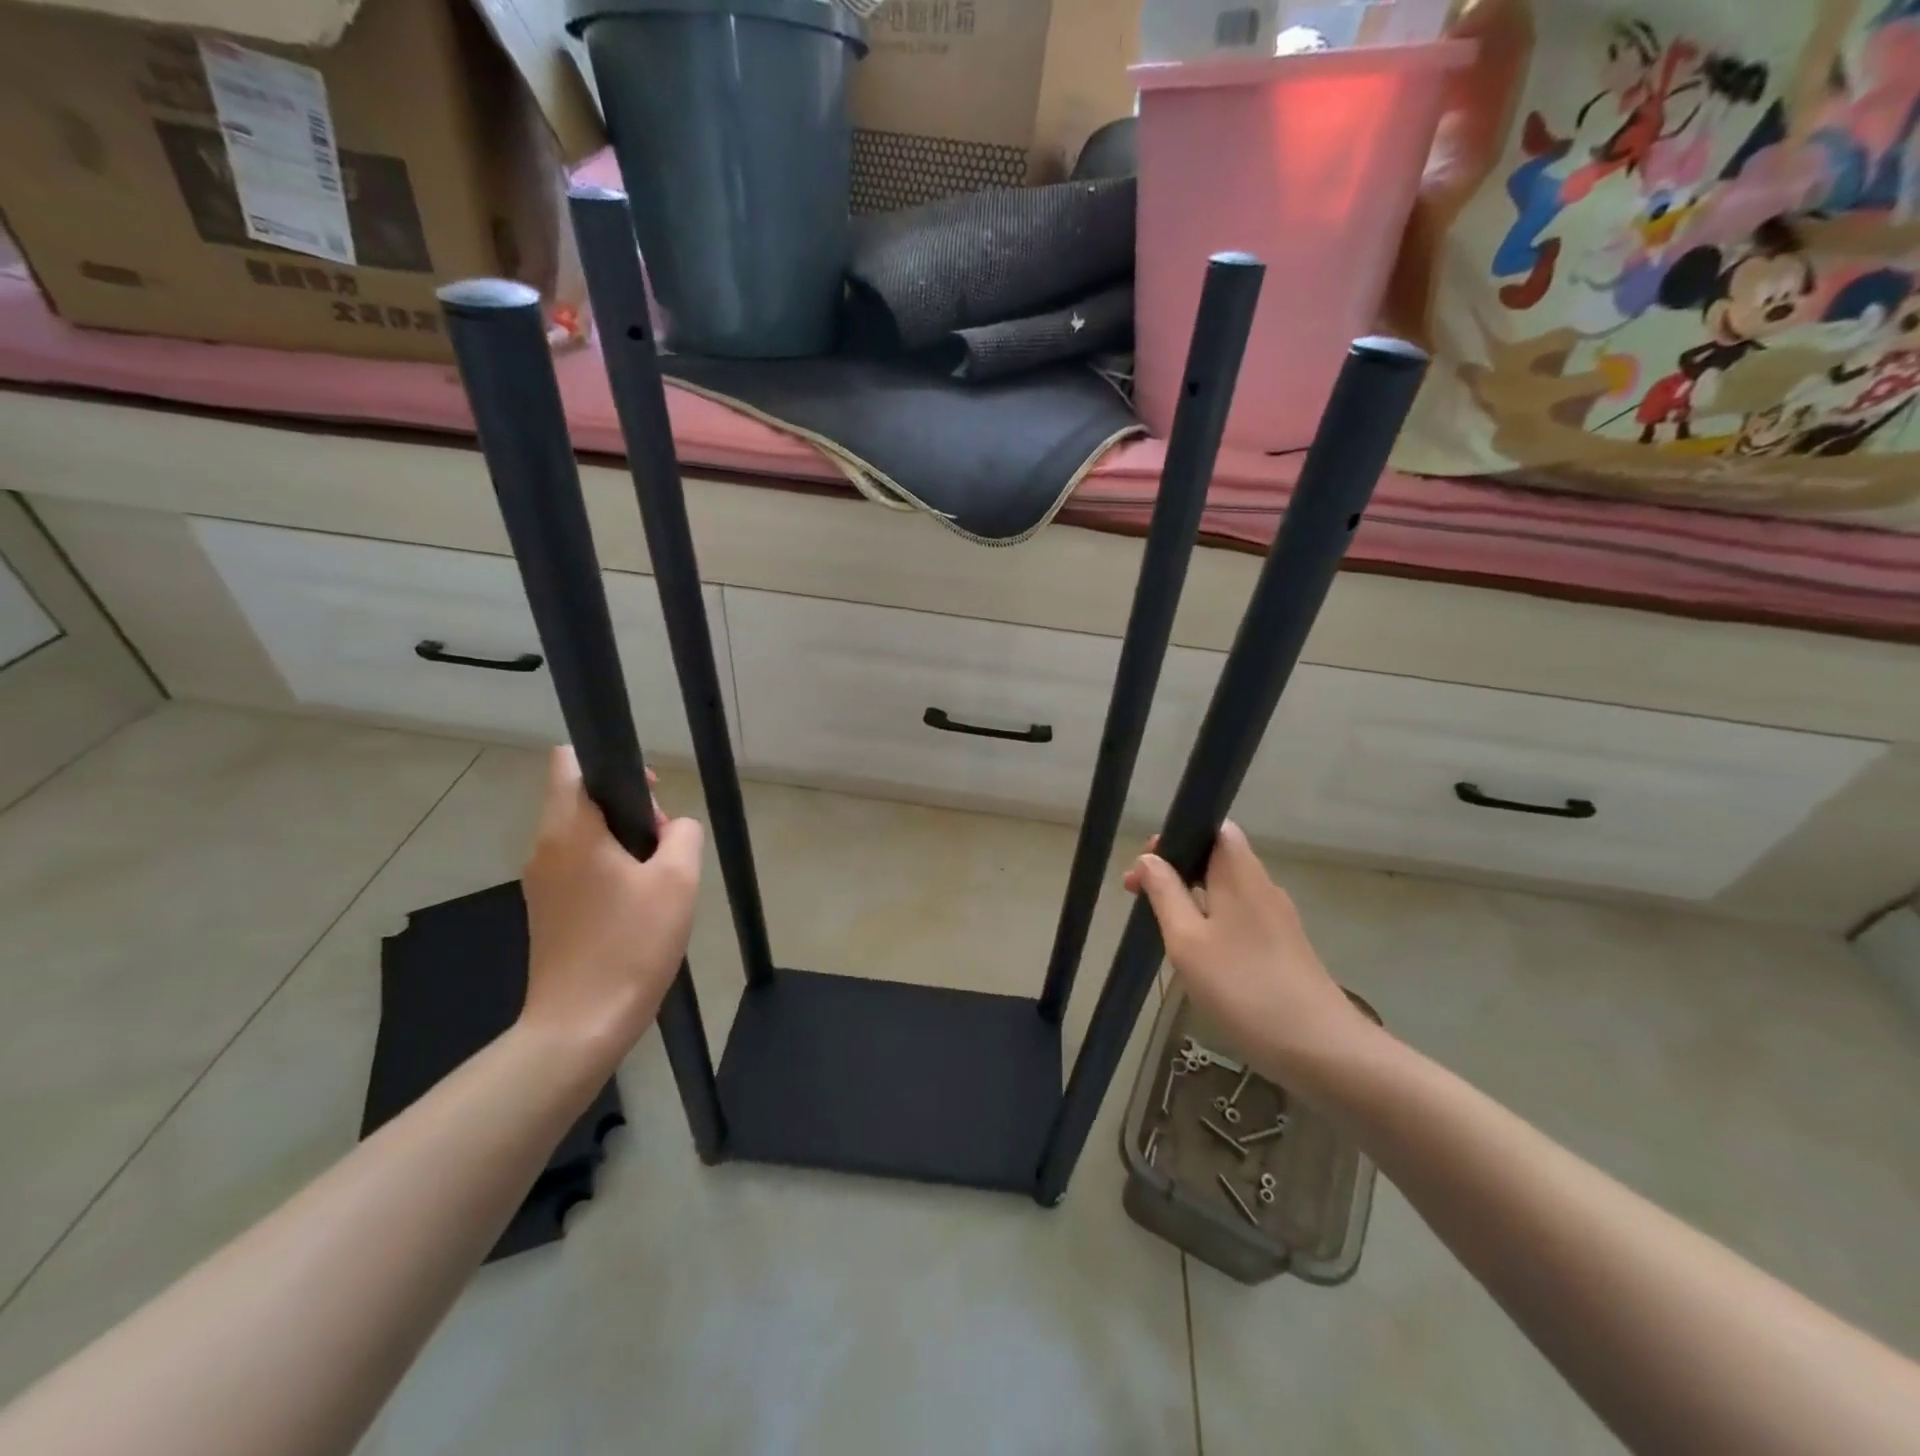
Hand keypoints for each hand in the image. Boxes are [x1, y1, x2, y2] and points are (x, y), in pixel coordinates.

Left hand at [519, 747, 703, 1057]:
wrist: (582, 1024)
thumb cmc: (631, 944)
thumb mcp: (678, 880)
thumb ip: (683, 834)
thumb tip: (673, 828)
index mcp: (569, 829)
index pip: (569, 762)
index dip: (613, 765)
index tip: (649, 797)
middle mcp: (545, 848)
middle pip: (583, 799)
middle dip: (630, 811)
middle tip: (665, 848)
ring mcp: (542, 881)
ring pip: (585, 835)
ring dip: (624, 843)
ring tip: (658, 881)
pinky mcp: (547, 910)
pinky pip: (580, 867)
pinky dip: (610, 870)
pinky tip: (639, 906)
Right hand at [1125, 821, 1378, 1094]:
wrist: (1320, 1049)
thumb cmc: (1243, 987)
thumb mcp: (1187, 941)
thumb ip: (1165, 894)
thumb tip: (1149, 859)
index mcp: (1240, 873)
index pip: (1213, 828)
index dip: (1177, 836)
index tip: (1145, 867)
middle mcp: (1262, 886)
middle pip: (1218, 857)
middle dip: (1178, 869)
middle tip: (1141, 897)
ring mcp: (1278, 918)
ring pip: (1228, 889)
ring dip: (1193, 897)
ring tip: (1163, 927)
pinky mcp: (1284, 946)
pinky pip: (1240, 916)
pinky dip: (1213, 921)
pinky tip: (1198, 955)